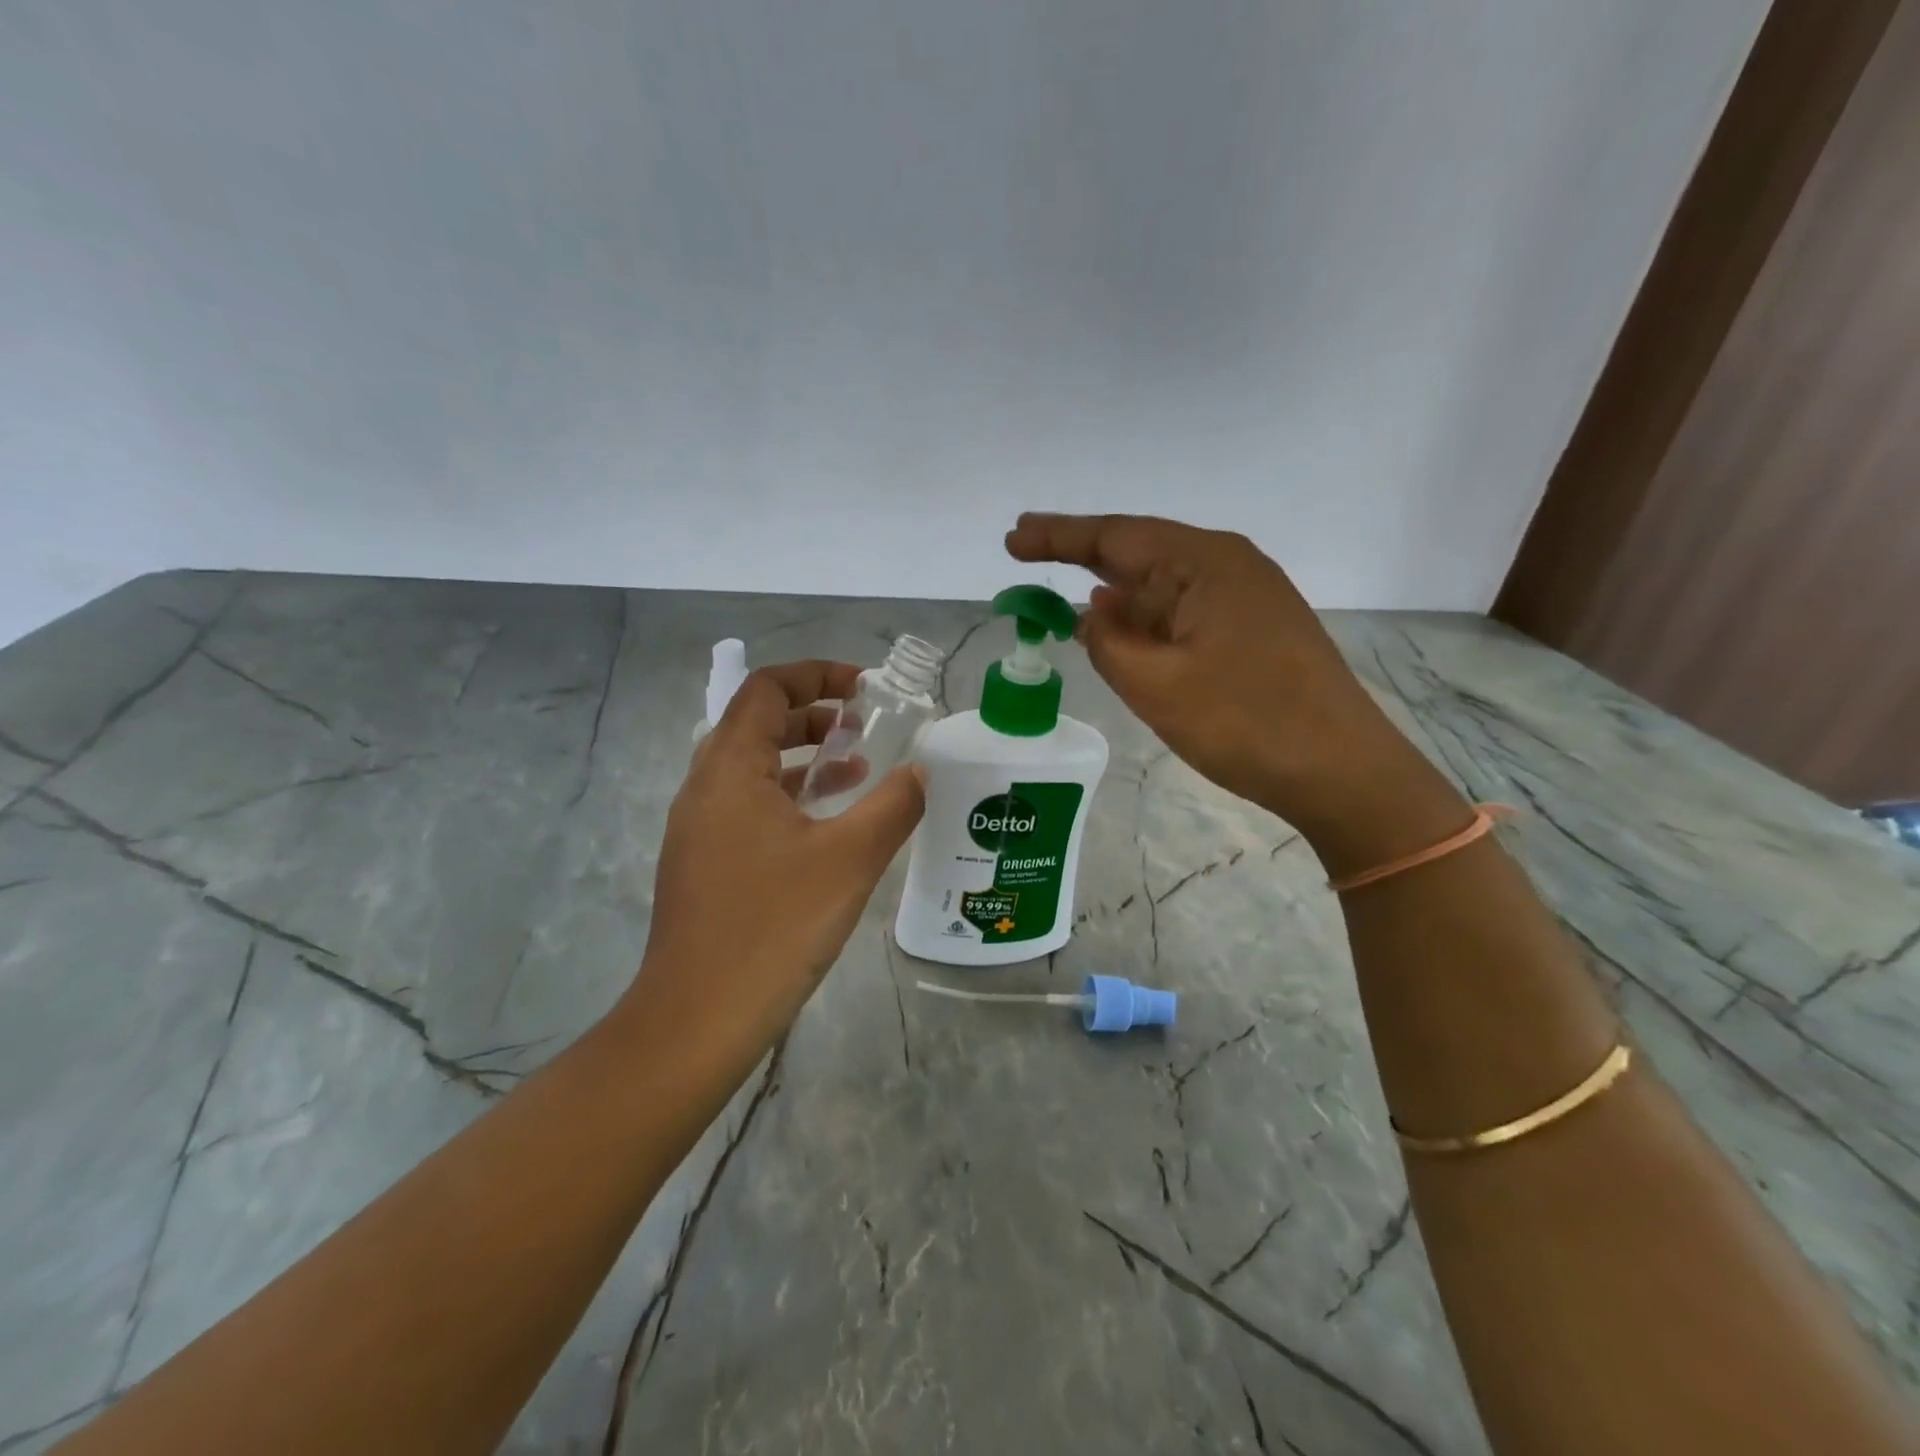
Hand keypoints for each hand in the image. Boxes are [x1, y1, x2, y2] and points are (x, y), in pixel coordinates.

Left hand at [623, 662, 925, 1081]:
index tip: (865, 689)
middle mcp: (704, 788)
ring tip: (856, 768)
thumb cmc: (773, 927)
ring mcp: (699, 829)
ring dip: (802, 757)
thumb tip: (922, 771)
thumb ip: (893, 805)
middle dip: (813, 715)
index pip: (765, 690)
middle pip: (756, 724)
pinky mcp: (704, 863)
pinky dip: (789, 796)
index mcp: (729, 770)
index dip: (816, 675)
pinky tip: (828, 826)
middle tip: (864, 725)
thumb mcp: (849, 860)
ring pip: (752, 768)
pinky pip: (748, 806)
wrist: (697, 1021)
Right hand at [1006, 513, 1455, 845]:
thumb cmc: (1244, 723)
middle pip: (1140, 552)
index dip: (1058, 537)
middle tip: (1026, 552)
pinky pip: (1184, 612)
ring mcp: (1246, 597)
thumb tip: (1091, 615)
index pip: (1116, 536)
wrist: (1341, 770)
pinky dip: (1146, 618)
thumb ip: (1108, 642)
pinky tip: (1121, 628)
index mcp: (1204, 563)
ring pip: (1163, 586)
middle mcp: (1228, 565)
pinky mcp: (1255, 629)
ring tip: (1063, 598)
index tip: (1013, 538)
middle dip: (1081, 557)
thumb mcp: (1155, 685)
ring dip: (1114, 593)